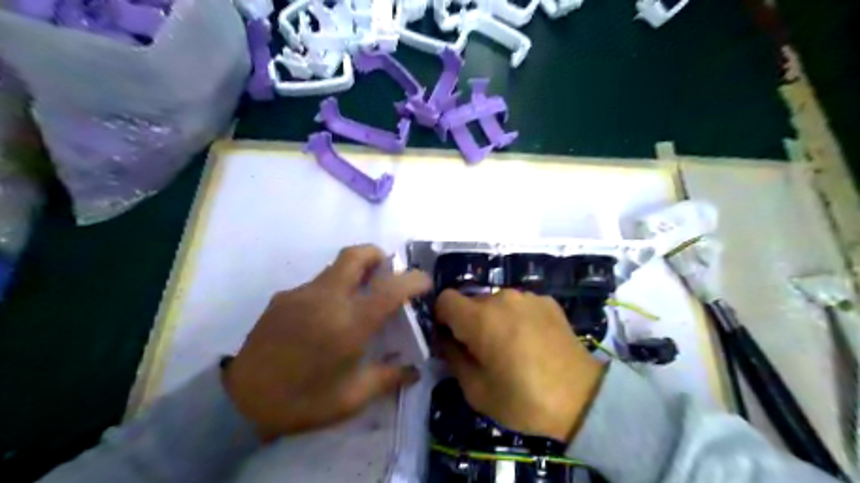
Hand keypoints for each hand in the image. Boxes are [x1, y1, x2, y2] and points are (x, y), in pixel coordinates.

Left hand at [224, 247, 433, 438]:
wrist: (240, 403)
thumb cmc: (303, 401)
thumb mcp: (352, 398)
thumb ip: (389, 378)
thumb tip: (414, 370)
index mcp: (349, 324)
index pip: (389, 289)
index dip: (413, 279)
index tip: (424, 281)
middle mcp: (326, 299)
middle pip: (356, 255)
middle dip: (377, 255)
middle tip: (387, 272)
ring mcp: (301, 294)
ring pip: (335, 268)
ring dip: (354, 274)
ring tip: (356, 302)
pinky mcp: (282, 298)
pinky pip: (316, 284)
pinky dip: (331, 290)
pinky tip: (324, 319)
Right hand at [433, 288, 607, 442]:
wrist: (583, 398)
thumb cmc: (524, 399)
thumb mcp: (476, 390)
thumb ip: (452, 357)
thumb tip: (445, 339)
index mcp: (480, 317)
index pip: (445, 299)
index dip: (442, 318)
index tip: (451, 340)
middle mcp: (502, 298)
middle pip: (471, 302)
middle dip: (470, 323)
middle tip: (483, 352)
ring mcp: (528, 297)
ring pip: (496, 302)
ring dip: (494, 320)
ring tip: (511, 348)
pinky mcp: (547, 301)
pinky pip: (519, 305)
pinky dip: (517, 318)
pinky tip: (532, 342)